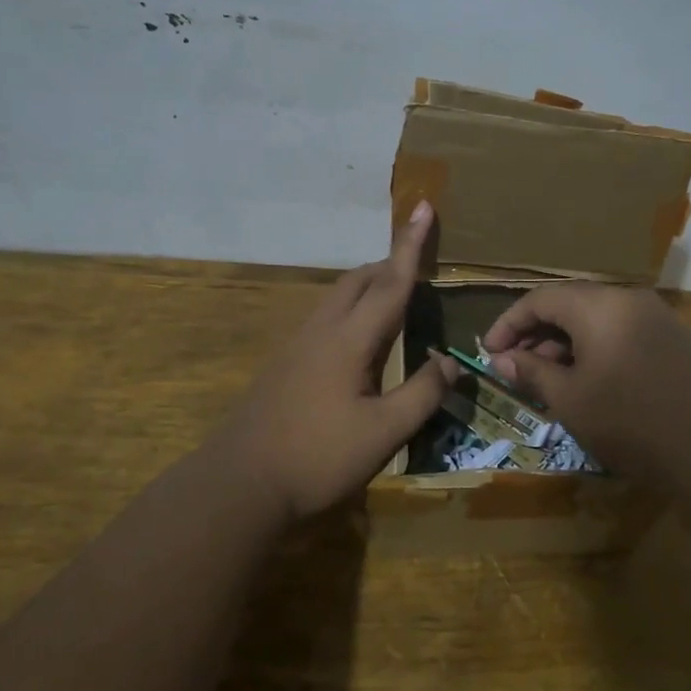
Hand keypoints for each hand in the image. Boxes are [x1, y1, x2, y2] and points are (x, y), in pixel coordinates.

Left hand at [210, 201, 454, 520]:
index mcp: (350, 340)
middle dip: (390, 264)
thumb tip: (450, 362)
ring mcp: (298, 345)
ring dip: (369, 286)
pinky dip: (352, 310)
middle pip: (359, 280)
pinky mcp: (285, 363)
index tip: (424, 206)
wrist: (240, 483)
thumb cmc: (318, 458)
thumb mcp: (384, 433)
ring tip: (395, 300)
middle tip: (419, 267)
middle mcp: (322, 330)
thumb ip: (422, 394)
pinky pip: (326, 318)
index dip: (411, 245)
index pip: (390, 282)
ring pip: (338, 297)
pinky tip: (360, 342)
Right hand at [481, 282, 690, 480]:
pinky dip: (595, 348)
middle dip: (537, 333)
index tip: (489, 352)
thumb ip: (532, 372)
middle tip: (516, 367)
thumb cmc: (630, 421)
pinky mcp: (674, 339)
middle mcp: (628, 299)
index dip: (509, 323)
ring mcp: (656, 317)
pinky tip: (588, 380)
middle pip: (570, 303)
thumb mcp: (570, 399)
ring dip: (565, 342)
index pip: (540, 299)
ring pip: (596, 318)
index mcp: (599, 305)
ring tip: (548, 378)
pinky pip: (621, 331)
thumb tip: (502, 359)